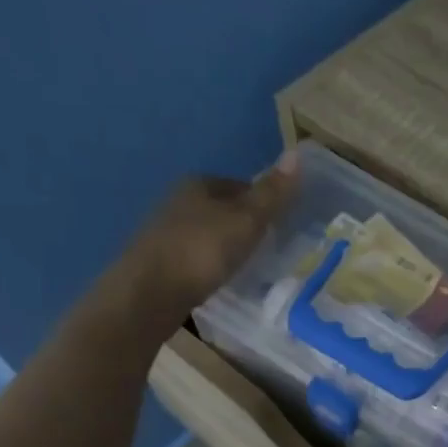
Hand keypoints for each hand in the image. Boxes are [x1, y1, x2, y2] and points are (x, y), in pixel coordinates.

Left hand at [99, 151, 297, 342]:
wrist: (150, 293)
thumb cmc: (203, 250)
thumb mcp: (247, 220)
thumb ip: (272, 193)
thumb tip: (297, 153)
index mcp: (199, 183)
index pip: (242, 186)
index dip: (265, 204)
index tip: (282, 226)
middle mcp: (178, 200)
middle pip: (224, 209)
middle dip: (245, 225)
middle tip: (271, 249)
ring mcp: (166, 231)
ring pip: (209, 233)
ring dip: (227, 246)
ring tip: (249, 267)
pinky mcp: (160, 261)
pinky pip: (197, 256)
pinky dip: (211, 264)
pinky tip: (221, 279)